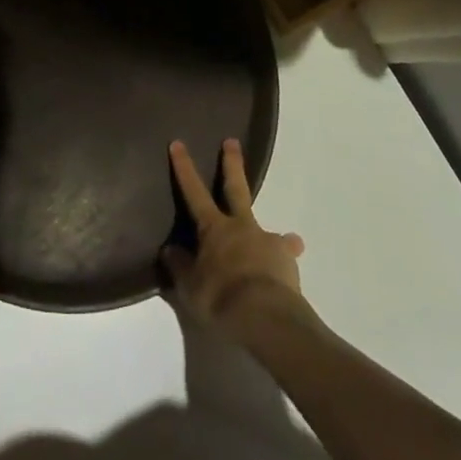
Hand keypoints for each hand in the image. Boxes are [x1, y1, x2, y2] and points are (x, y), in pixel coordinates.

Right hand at [163, 137, 307, 341]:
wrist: (266, 317)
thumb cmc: (220, 299)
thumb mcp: (190, 288)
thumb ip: (180, 267)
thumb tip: (169, 250)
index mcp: (214, 229)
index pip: (193, 192)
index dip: (184, 168)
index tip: (178, 143)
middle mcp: (241, 227)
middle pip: (235, 188)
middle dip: (231, 164)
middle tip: (232, 142)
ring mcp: (266, 241)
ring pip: (268, 229)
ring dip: (274, 233)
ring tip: (290, 239)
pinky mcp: (287, 261)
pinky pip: (286, 256)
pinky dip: (287, 258)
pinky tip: (291, 267)